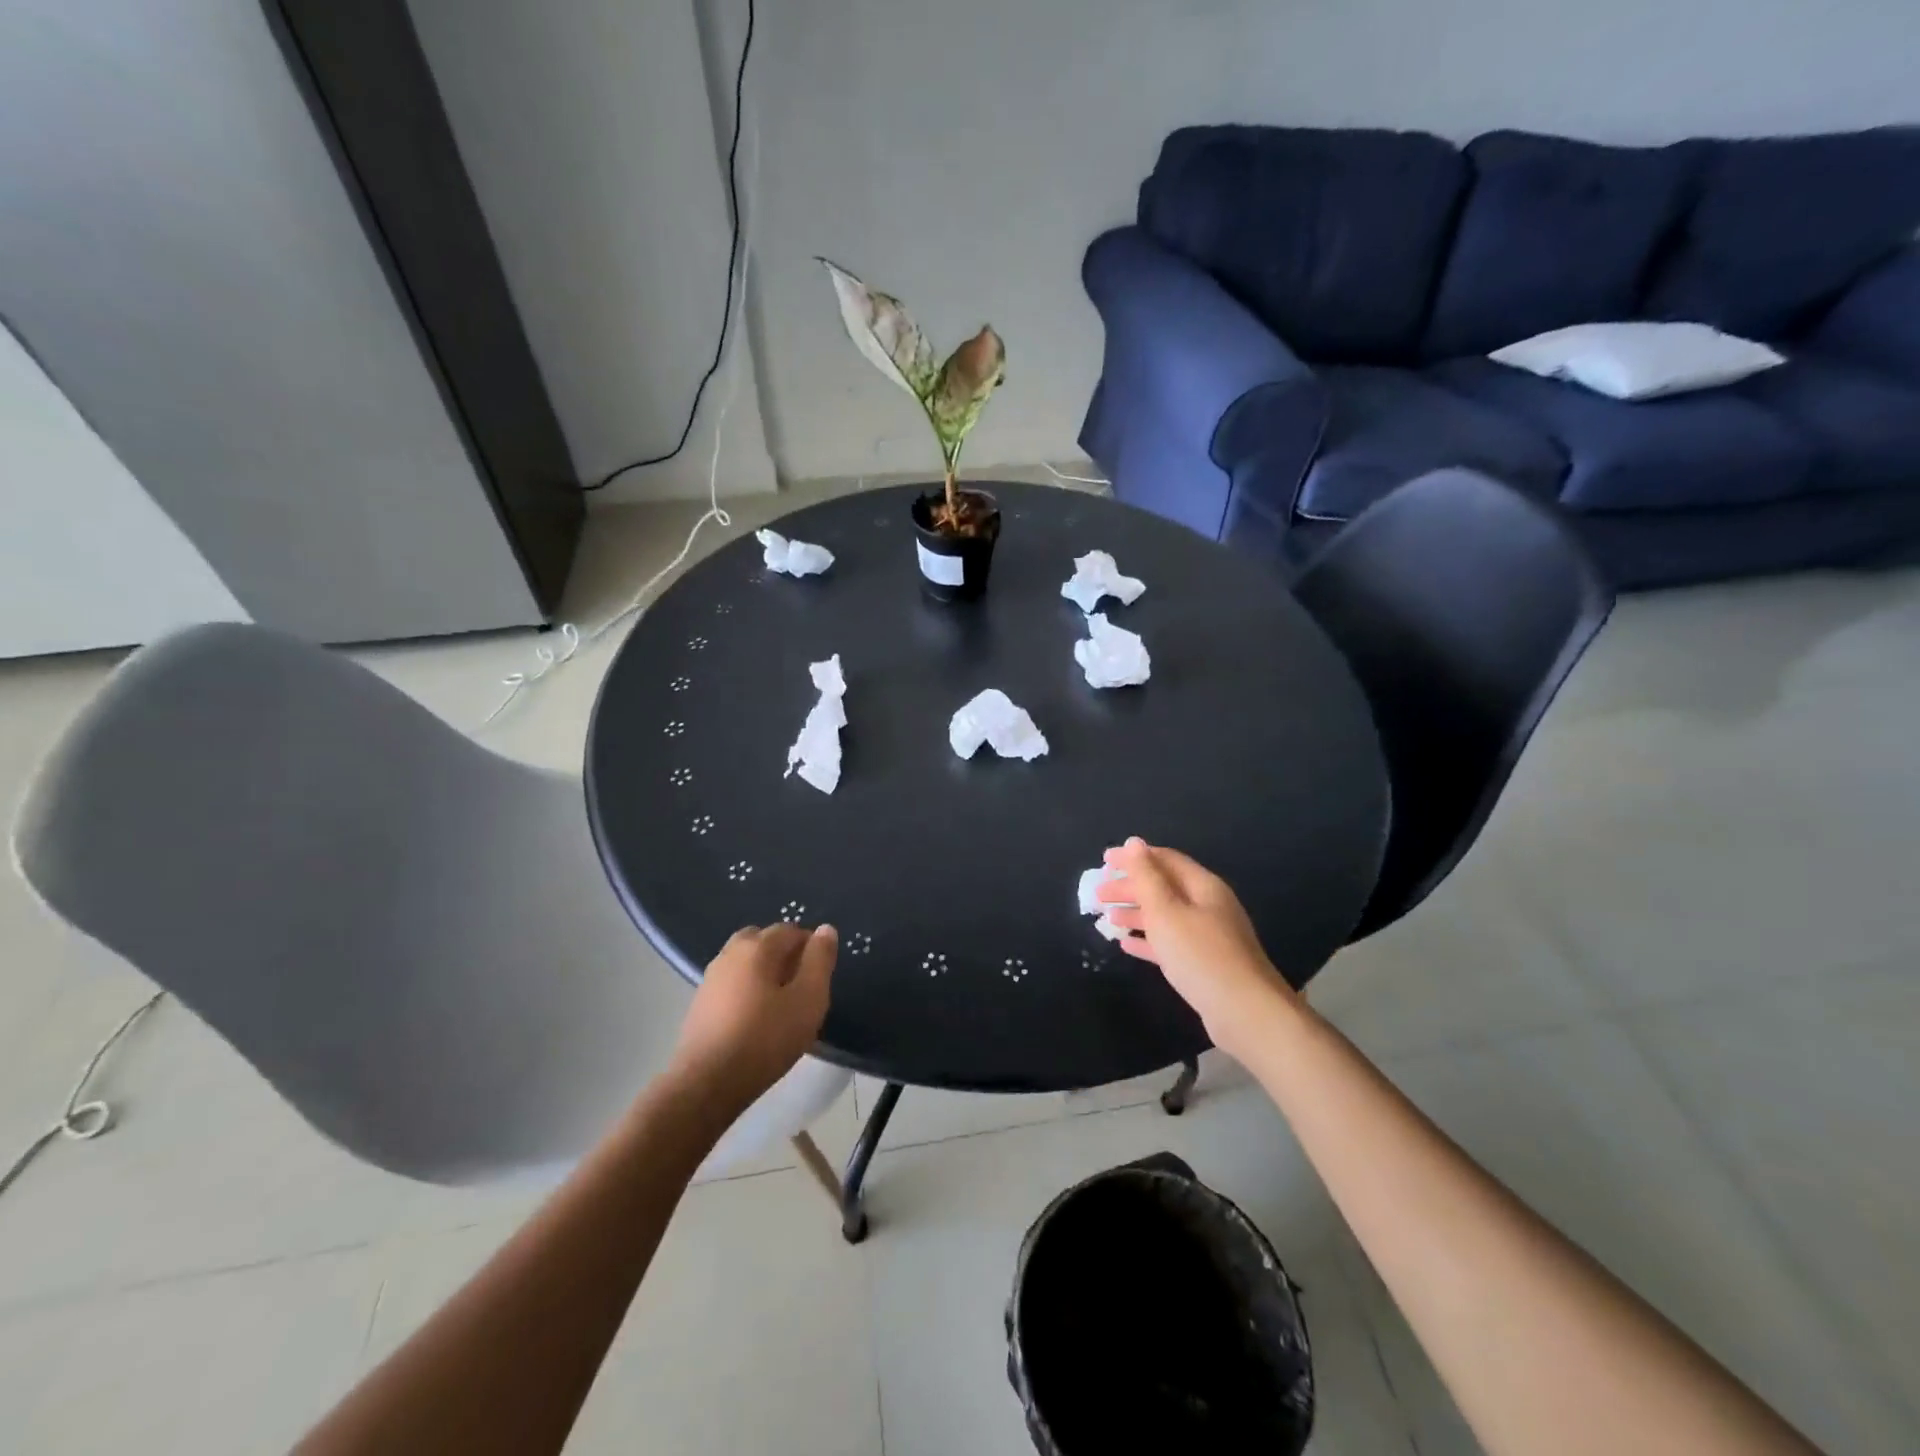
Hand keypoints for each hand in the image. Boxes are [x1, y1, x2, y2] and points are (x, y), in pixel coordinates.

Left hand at [669, 924, 836, 1113]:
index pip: (791, 930)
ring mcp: (712, 977)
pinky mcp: (701, 1002)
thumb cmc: (766, 1039)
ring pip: (746, 961)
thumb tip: (826, 929)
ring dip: (765, 972)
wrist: (707, 1083)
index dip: (811, 947)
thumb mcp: (808, 999)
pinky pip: (732, 982)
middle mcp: (731, 952)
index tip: (820, 976)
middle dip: (785, 954)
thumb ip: (820, 961)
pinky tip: (755, 1017)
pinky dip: (747, 988)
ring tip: (780, 1003)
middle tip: (801, 986)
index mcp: (758, 946)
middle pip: (764, 940)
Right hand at [1097, 839, 1293, 1056]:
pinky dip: (1148, 940)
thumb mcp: (1166, 911)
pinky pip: (1171, 943)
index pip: (1165, 859)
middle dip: (1130, 887)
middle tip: (1098, 893)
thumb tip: (1134, 842)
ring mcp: (1209, 936)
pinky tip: (1127, 945)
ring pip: (1166, 916)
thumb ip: (1147, 877)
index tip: (1104, 861)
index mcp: (1202, 886)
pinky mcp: (1205, 964)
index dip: (1134, 857)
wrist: (1246, 1013)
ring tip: (1107, 918)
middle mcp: (1208, 906)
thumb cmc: (1201, 955)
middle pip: (1164, 887)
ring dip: (1136, 913)